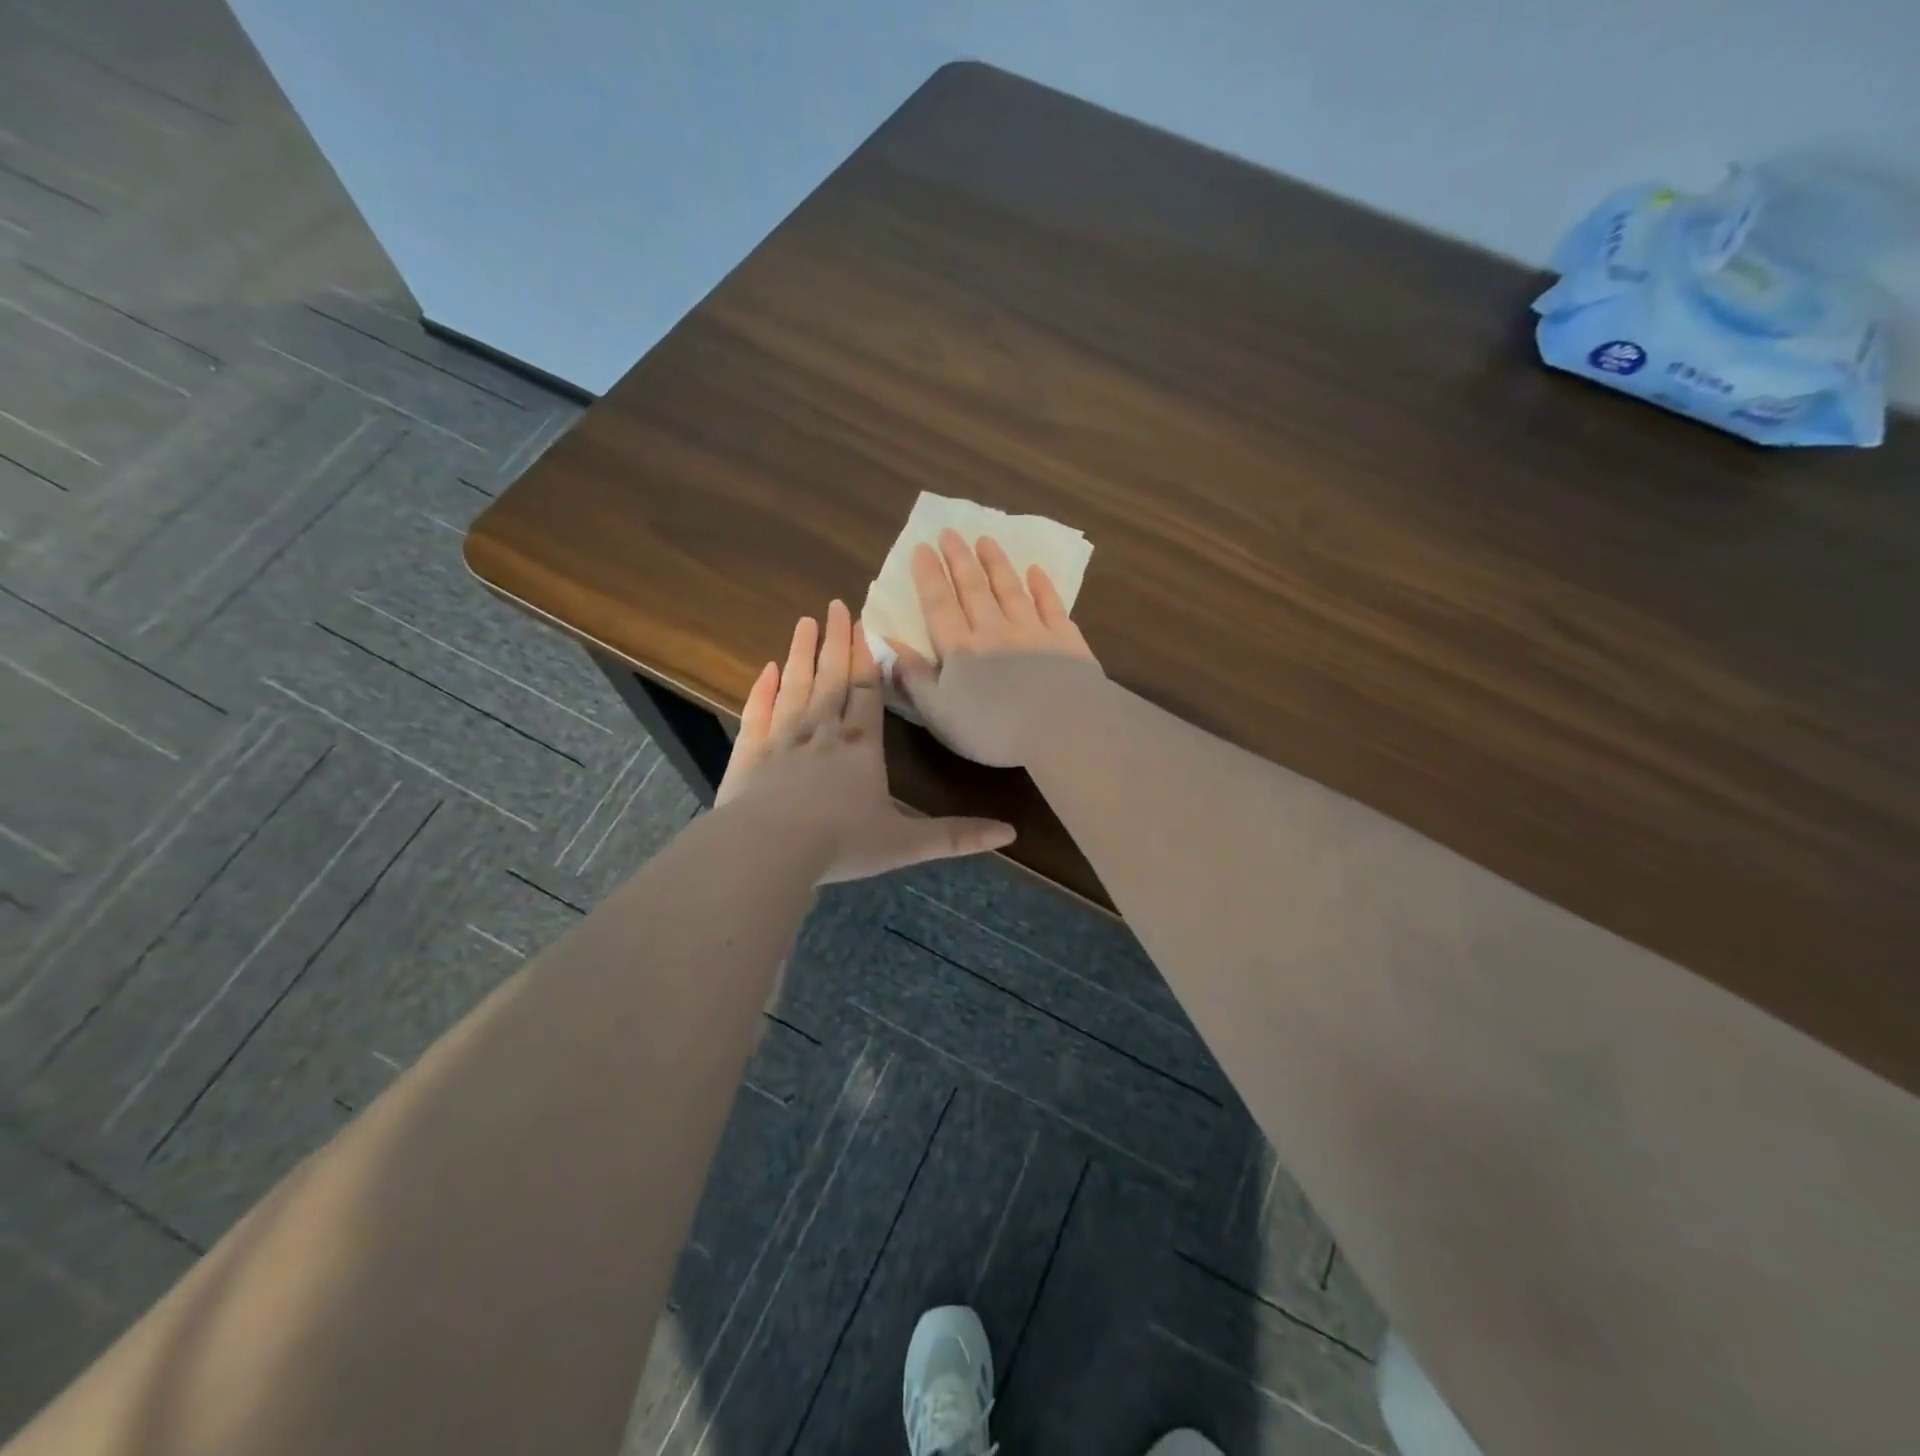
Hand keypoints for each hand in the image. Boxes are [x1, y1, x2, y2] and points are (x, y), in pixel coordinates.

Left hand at [714, 599, 1015, 881]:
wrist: (768, 850)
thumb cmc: (841, 843)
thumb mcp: (905, 844)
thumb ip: (955, 836)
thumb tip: (1010, 833)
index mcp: (861, 746)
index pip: (868, 691)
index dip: (868, 658)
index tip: (866, 624)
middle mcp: (822, 731)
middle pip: (832, 677)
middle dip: (836, 641)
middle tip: (835, 605)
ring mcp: (782, 738)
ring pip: (796, 686)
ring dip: (802, 653)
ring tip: (804, 622)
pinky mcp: (750, 753)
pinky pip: (759, 712)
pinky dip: (763, 689)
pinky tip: (767, 670)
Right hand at [889, 529, 1104, 767]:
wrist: (1062, 728)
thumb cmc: (993, 729)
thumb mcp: (939, 713)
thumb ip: (914, 678)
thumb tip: (889, 645)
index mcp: (960, 649)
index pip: (939, 605)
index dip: (929, 576)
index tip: (922, 548)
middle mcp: (994, 631)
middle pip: (973, 588)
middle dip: (959, 559)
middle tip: (949, 532)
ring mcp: (1033, 632)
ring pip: (1010, 589)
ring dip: (996, 564)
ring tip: (985, 540)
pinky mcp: (1066, 640)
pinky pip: (1052, 606)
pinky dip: (1042, 587)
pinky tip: (1036, 571)